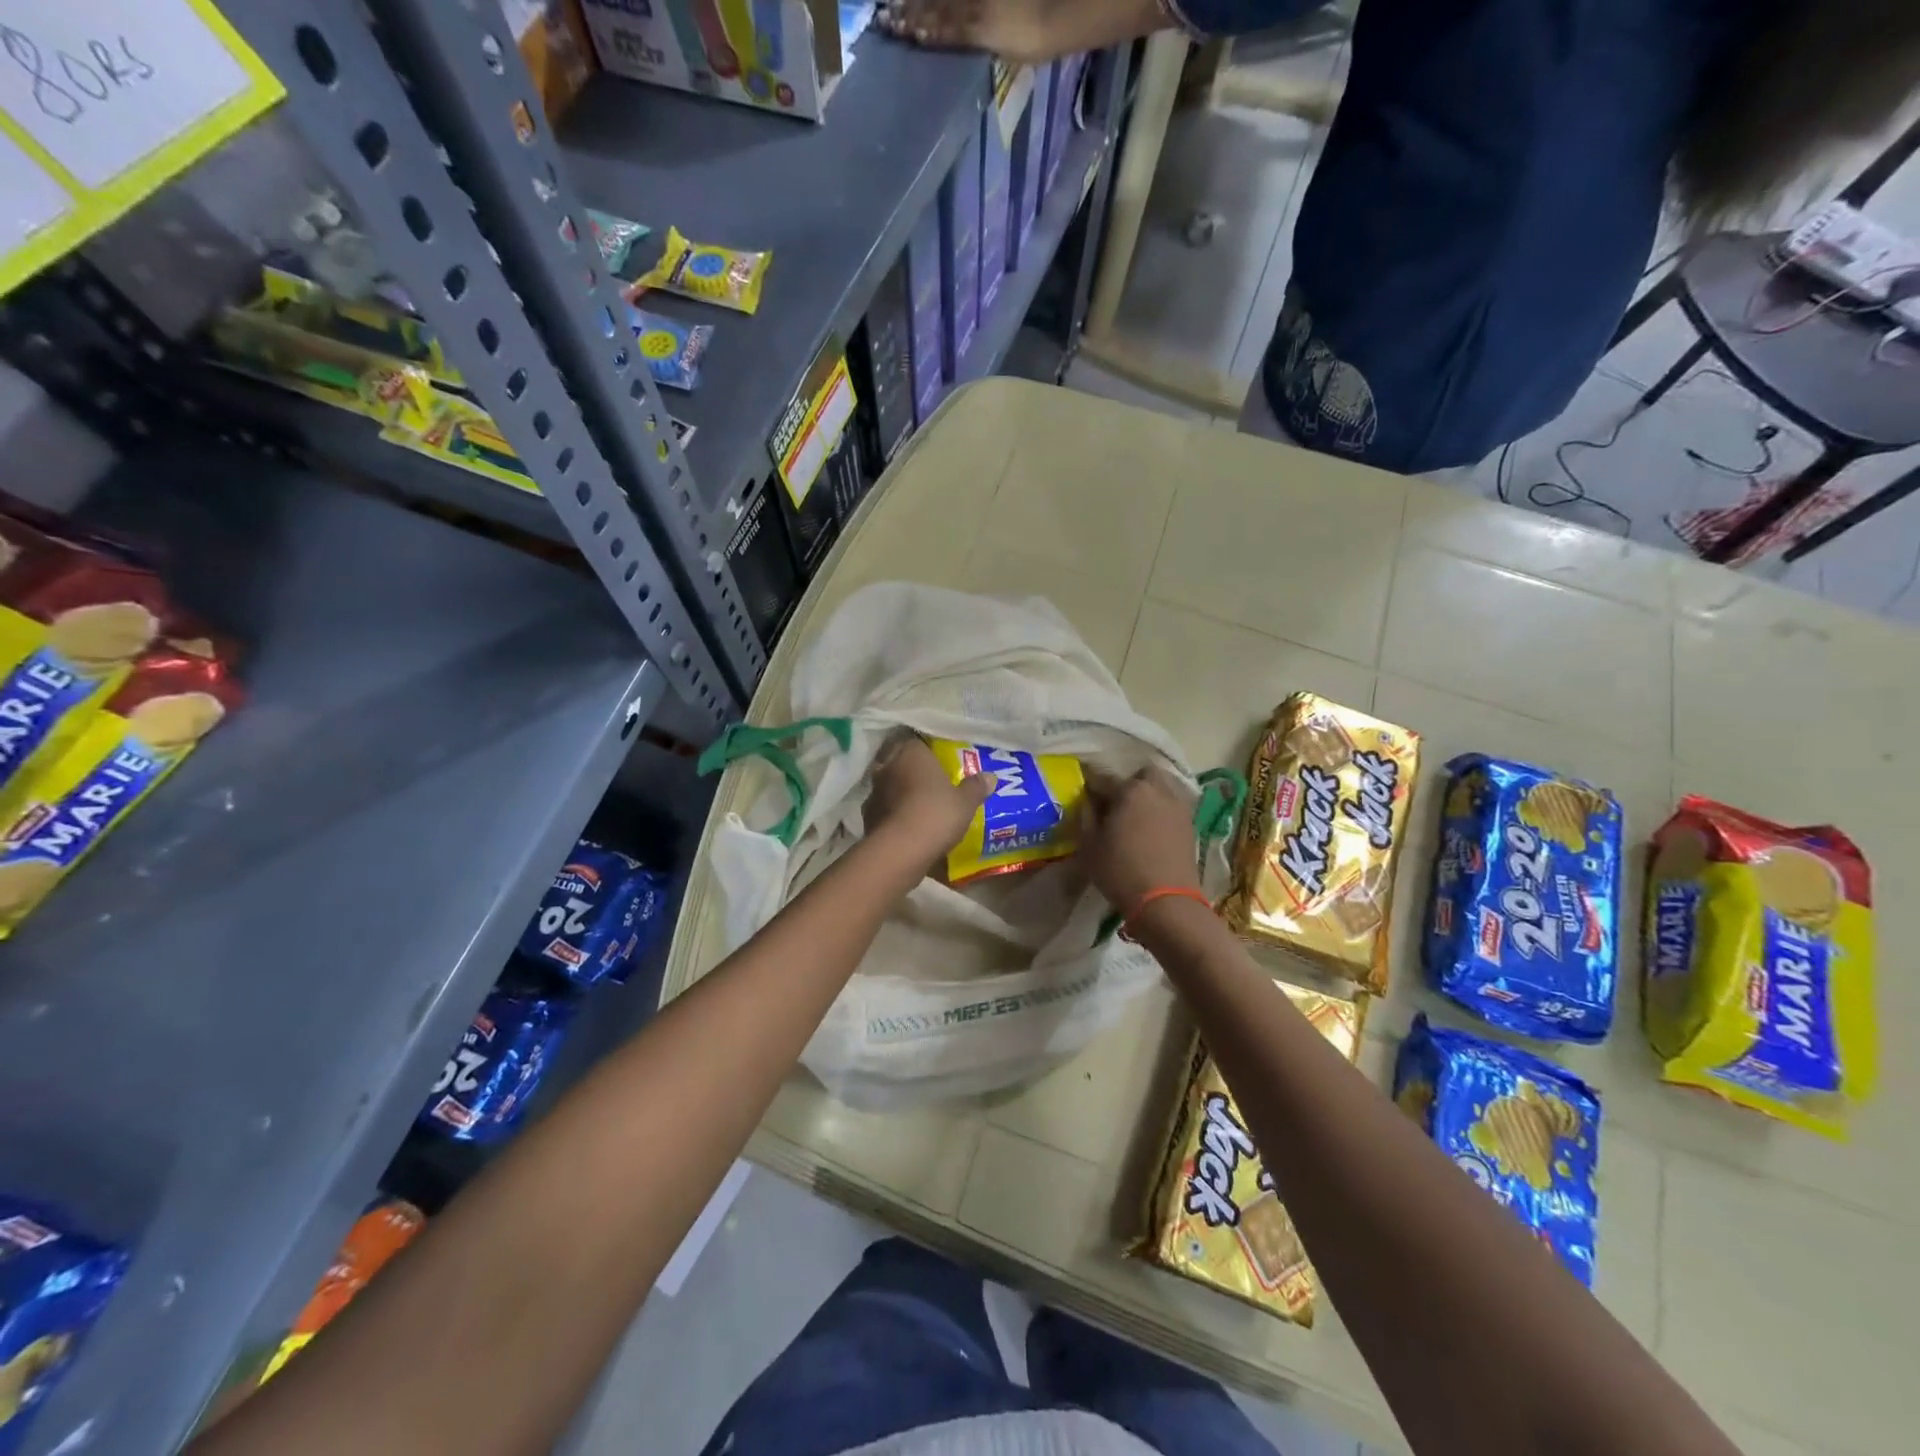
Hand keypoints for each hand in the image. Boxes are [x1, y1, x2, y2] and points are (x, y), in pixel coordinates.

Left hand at [863, 736, 994, 870]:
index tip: (940, 759)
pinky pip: (884, 809)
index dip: (928, 749)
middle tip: (931, 781)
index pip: (916, 740)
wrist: (900, 850)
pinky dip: (893, 814)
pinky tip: (907, 824)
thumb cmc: (936, 813)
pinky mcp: (867, 816)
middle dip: (913, 770)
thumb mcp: (966, 802)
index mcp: (911, 752)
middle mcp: (887, 765)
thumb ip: (976, 787)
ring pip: (889, 785)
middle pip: (900, 761)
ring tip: (918, 804)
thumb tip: (990, 777)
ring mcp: (874, 791)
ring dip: (900, 792)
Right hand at [1078, 766, 1198, 915]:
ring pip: (1161, 787)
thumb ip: (1086, 817)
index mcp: (1130, 790)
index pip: (1103, 778)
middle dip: (1128, 783)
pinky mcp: (1190, 824)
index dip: (1090, 786)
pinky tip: (1151, 829)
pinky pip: (1172, 806)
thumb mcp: (1089, 845)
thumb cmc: (1121, 871)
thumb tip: (1088, 801)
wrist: (1166, 902)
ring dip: (1148, 795)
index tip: (1084, 797)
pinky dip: (1161, 811)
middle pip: (1141, 774)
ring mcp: (1178, 806)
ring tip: (1135, 816)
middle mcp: (1157, 790)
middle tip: (1115, 805)